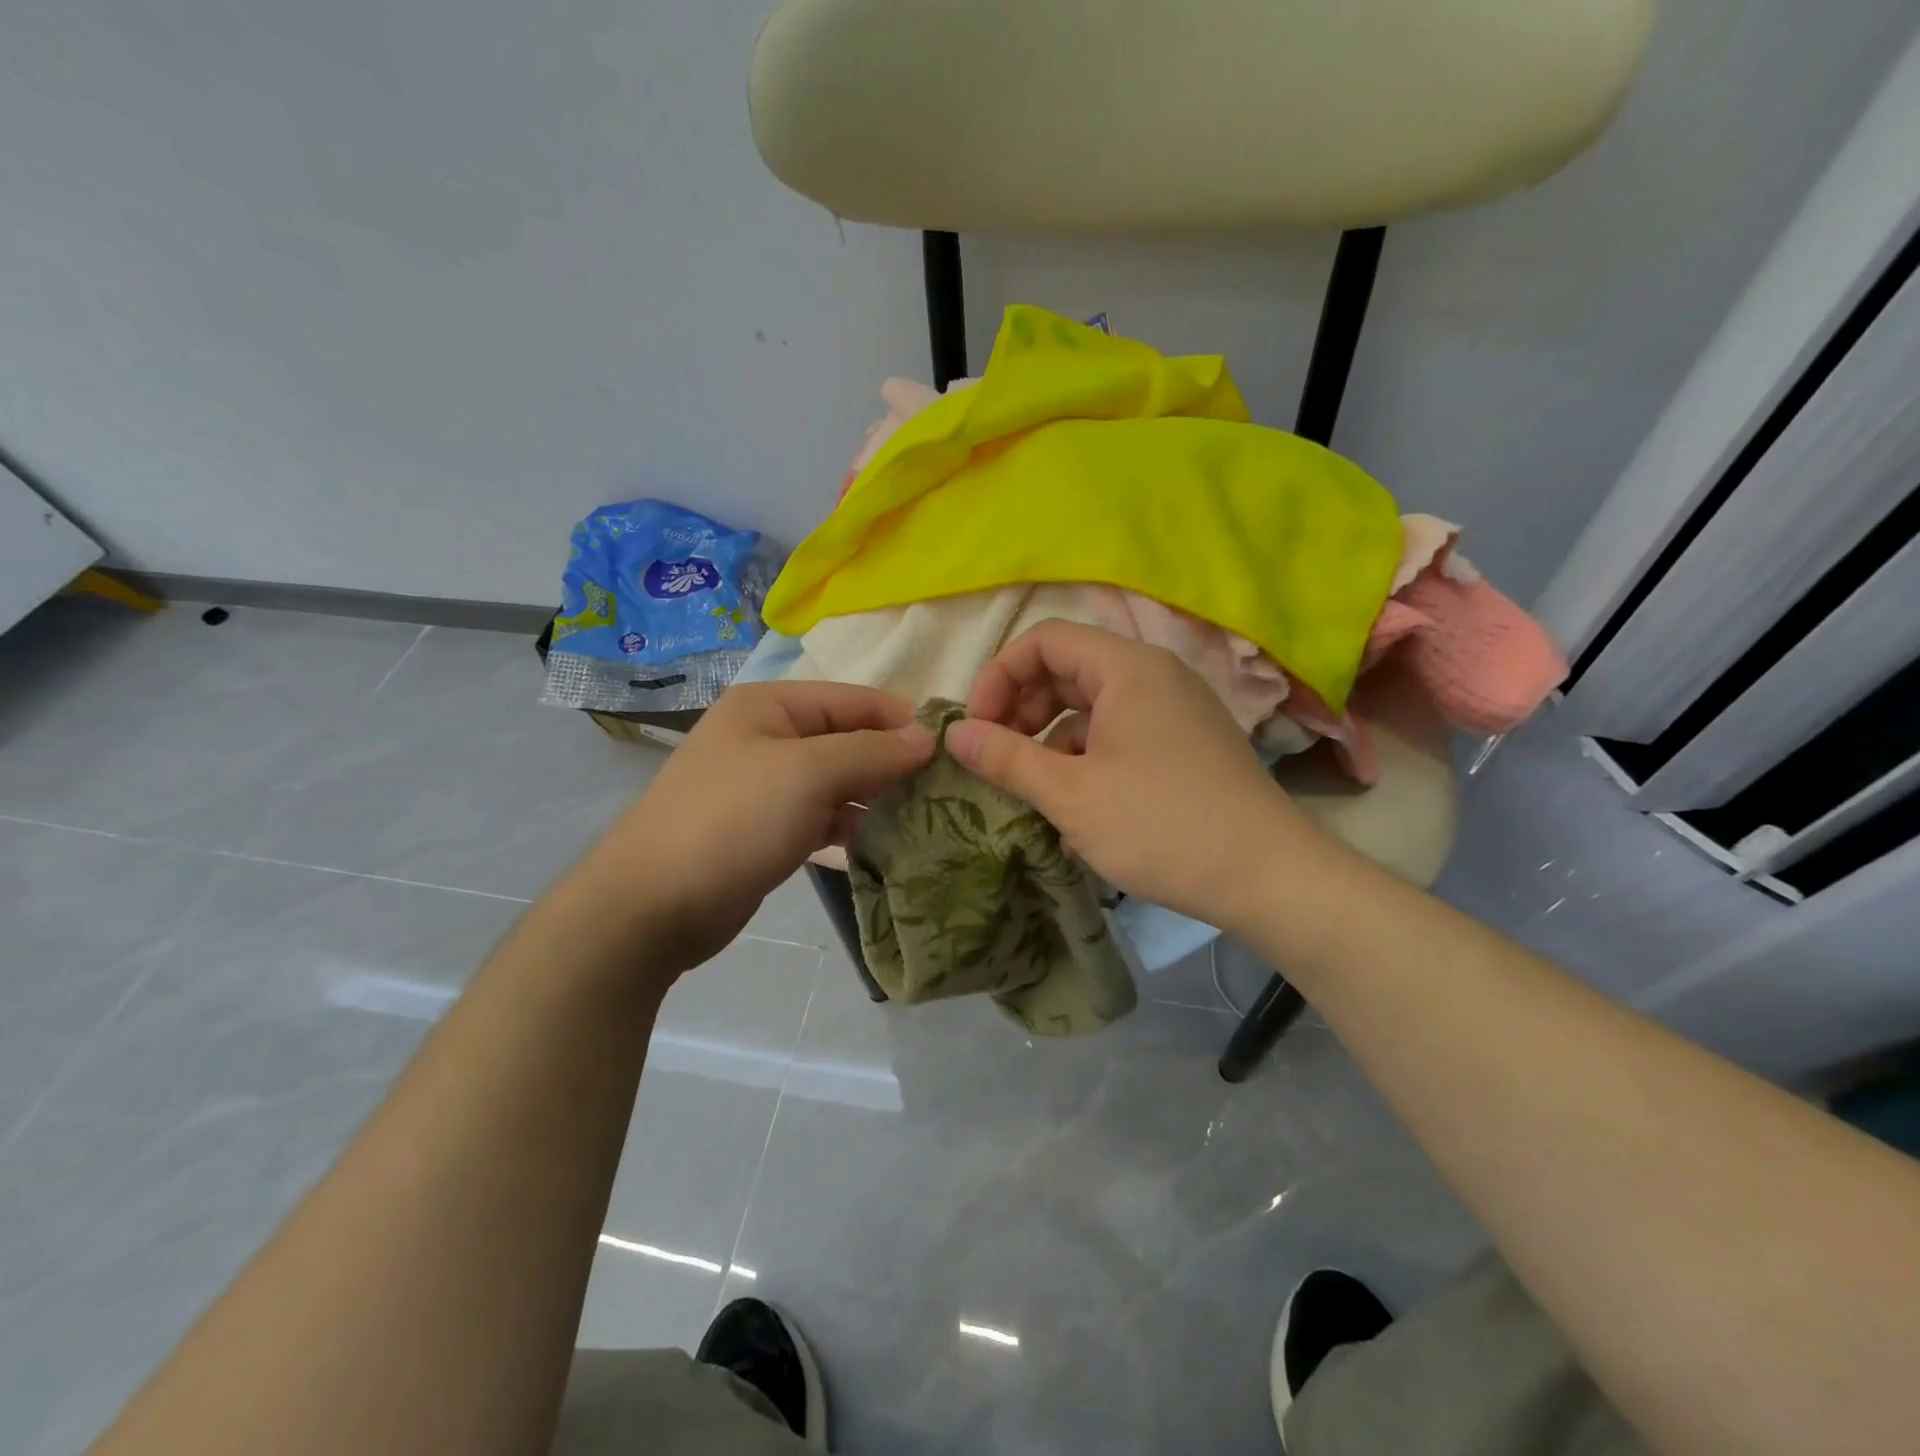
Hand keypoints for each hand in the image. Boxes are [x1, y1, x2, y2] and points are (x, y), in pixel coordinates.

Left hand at [583, 681, 933, 975]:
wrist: (651, 906)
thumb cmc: (732, 821)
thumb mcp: (807, 774)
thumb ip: (872, 751)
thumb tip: (926, 737)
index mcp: (770, 705)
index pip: (853, 699)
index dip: (901, 719)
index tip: (951, 748)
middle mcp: (768, 737)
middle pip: (848, 739)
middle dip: (893, 761)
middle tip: (946, 788)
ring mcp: (767, 786)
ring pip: (838, 780)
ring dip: (877, 795)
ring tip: (927, 816)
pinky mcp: (768, 829)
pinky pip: (824, 816)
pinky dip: (853, 824)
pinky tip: (886, 842)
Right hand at [946, 621, 1324, 929]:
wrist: (1268, 877)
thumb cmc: (1161, 826)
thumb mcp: (1070, 795)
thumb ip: (1006, 758)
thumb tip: (954, 733)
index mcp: (1127, 668)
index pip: (1044, 640)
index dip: (999, 677)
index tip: (977, 728)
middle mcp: (1154, 675)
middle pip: (1068, 668)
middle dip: (1023, 709)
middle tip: (999, 758)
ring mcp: (1175, 709)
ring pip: (1093, 705)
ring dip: (1052, 738)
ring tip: (1034, 788)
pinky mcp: (1186, 743)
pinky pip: (1120, 732)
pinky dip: (1087, 756)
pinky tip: (1077, 807)